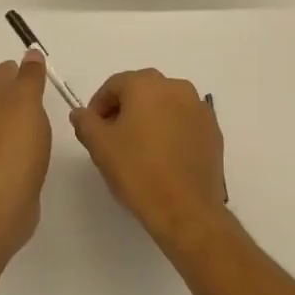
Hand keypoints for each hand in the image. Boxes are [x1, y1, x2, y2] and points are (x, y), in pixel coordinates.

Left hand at [0, 51, 52, 253]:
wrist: (1, 203)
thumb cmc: (13, 146)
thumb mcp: (25, 102)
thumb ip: (29, 78)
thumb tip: (30, 53)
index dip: (16, 68)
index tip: (36, 66)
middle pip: (0, 98)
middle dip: (17, 90)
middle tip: (43, 86)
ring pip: (7, 122)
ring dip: (21, 115)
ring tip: (44, 113)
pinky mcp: (1, 170)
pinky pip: (14, 145)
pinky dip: (25, 138)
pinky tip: (38, 144)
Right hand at [71, 69, 227, 250]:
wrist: (186, 209)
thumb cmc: (138, 171)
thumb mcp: (100, 146)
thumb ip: (86, 122)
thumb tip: (81, 113)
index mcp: (146, 84)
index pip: (114, 85)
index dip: (99, 106)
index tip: (92, 129)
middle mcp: (176, 87)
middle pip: (141, 91)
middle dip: (124, 110)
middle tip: (113, 138)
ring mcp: (199, 108)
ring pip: (165, 105)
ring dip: (150, 119)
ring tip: (139, 149)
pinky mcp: (213, 130)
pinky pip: (184, 122)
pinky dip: (171, 131)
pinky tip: (164, 157)